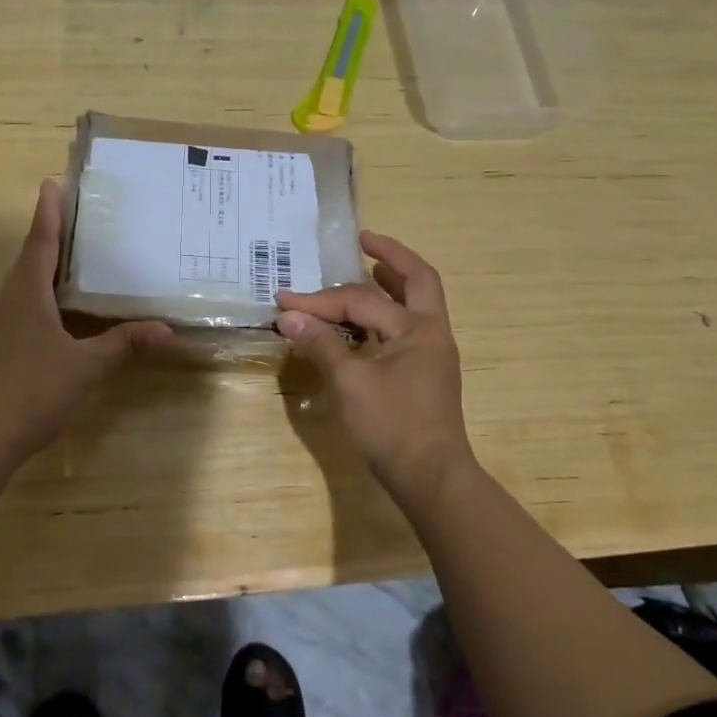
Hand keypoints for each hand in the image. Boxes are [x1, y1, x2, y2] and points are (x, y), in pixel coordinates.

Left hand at [0, 179, 170, 462]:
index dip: (48, 213)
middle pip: (28, 263)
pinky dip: (35, 304)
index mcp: (25, 295)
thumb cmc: (34, 390)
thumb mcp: (87, 366)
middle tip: (74, 226)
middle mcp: (3, 302)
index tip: (50, 183)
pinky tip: (53, 321)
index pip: (40, 243)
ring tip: (69, 271)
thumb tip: (166, 331)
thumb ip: (124, 344)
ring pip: (20, 290)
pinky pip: (15, 313)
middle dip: (49, 242)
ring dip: (42, 276)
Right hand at [277, 231, 475, 499]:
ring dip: (393, 282)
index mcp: (417, 329)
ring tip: (368, 267)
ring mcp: (432, 353)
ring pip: (415, 303)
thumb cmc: (392, 426)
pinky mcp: (425, 372)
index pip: (362, 301)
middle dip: (391, 256)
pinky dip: (387, 312)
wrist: (431, 477)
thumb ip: (321, 344)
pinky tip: (365, 321)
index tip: (285, 301)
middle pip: (418, 280)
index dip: (320, 300)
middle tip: (364, 240)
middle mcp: (431, 332)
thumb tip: (288, 316)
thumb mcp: (350, 383)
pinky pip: (407, 327)